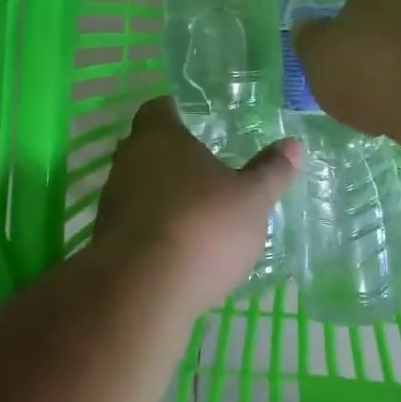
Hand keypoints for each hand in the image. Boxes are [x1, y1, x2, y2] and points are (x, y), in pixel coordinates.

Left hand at [94, 97, 302, 308]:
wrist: (142, 293)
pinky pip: (135, 224)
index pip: (159, 108)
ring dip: (164, 195)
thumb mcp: (252, 199)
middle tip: (208, 167)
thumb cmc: (202, 226)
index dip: (178, 112)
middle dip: (174, 156)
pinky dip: (156, 229)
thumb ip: (271, 171)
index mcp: (159, 136)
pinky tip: (181, 248)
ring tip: (199, 211)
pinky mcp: (106, 242)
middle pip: (147, 148)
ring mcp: (112, 203)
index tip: (200, 122)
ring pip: (139, 187)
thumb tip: (294, 144)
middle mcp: (128, 161)